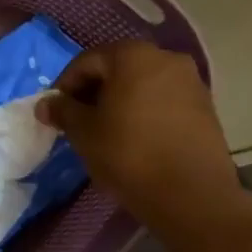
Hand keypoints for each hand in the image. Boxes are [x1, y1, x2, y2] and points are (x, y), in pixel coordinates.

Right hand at [38, 40, 240, 228]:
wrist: (192, 195)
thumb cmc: (128, 153)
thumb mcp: (83, 131)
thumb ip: (62, 110)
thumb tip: (46, 104)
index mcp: (133, 56)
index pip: (87, 61)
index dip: (65, 85)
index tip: (55, 110)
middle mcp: (166, 58)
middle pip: (117, 68)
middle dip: (93, 91)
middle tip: (76, 118)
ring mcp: (191, 82)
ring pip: (141, 84)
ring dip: (118, 101)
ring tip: (104, 129)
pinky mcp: (205, 107)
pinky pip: (162, 99)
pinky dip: (142, 110)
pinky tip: (133, 136)